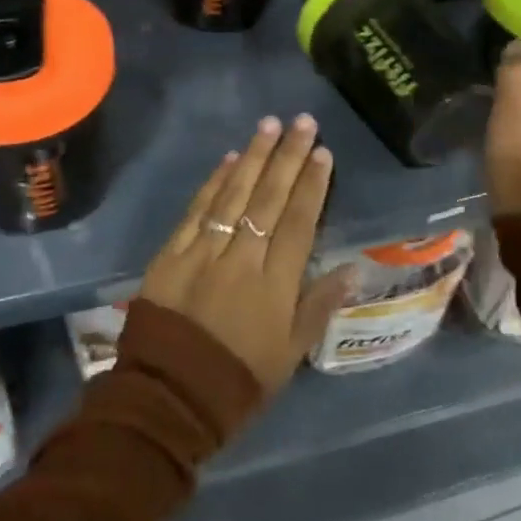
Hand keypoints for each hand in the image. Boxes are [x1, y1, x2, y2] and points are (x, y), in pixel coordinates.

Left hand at [138, 115, 353, 393]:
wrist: (168, 398)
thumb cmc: (238, 380)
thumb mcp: (290, 354)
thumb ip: (319, 306)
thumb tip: (351, 267)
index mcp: (275, 285)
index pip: (299, 222)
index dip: (312, 185)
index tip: (323, 153)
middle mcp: (241, 258)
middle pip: (269, 198)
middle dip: (288, 156)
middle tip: (302, 122)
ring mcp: (203, 252)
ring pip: (233, 194)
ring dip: (253, 156)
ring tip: (269, 124)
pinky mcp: (171, 253)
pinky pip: (197, 209)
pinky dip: (214, 182)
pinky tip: (229, 158)